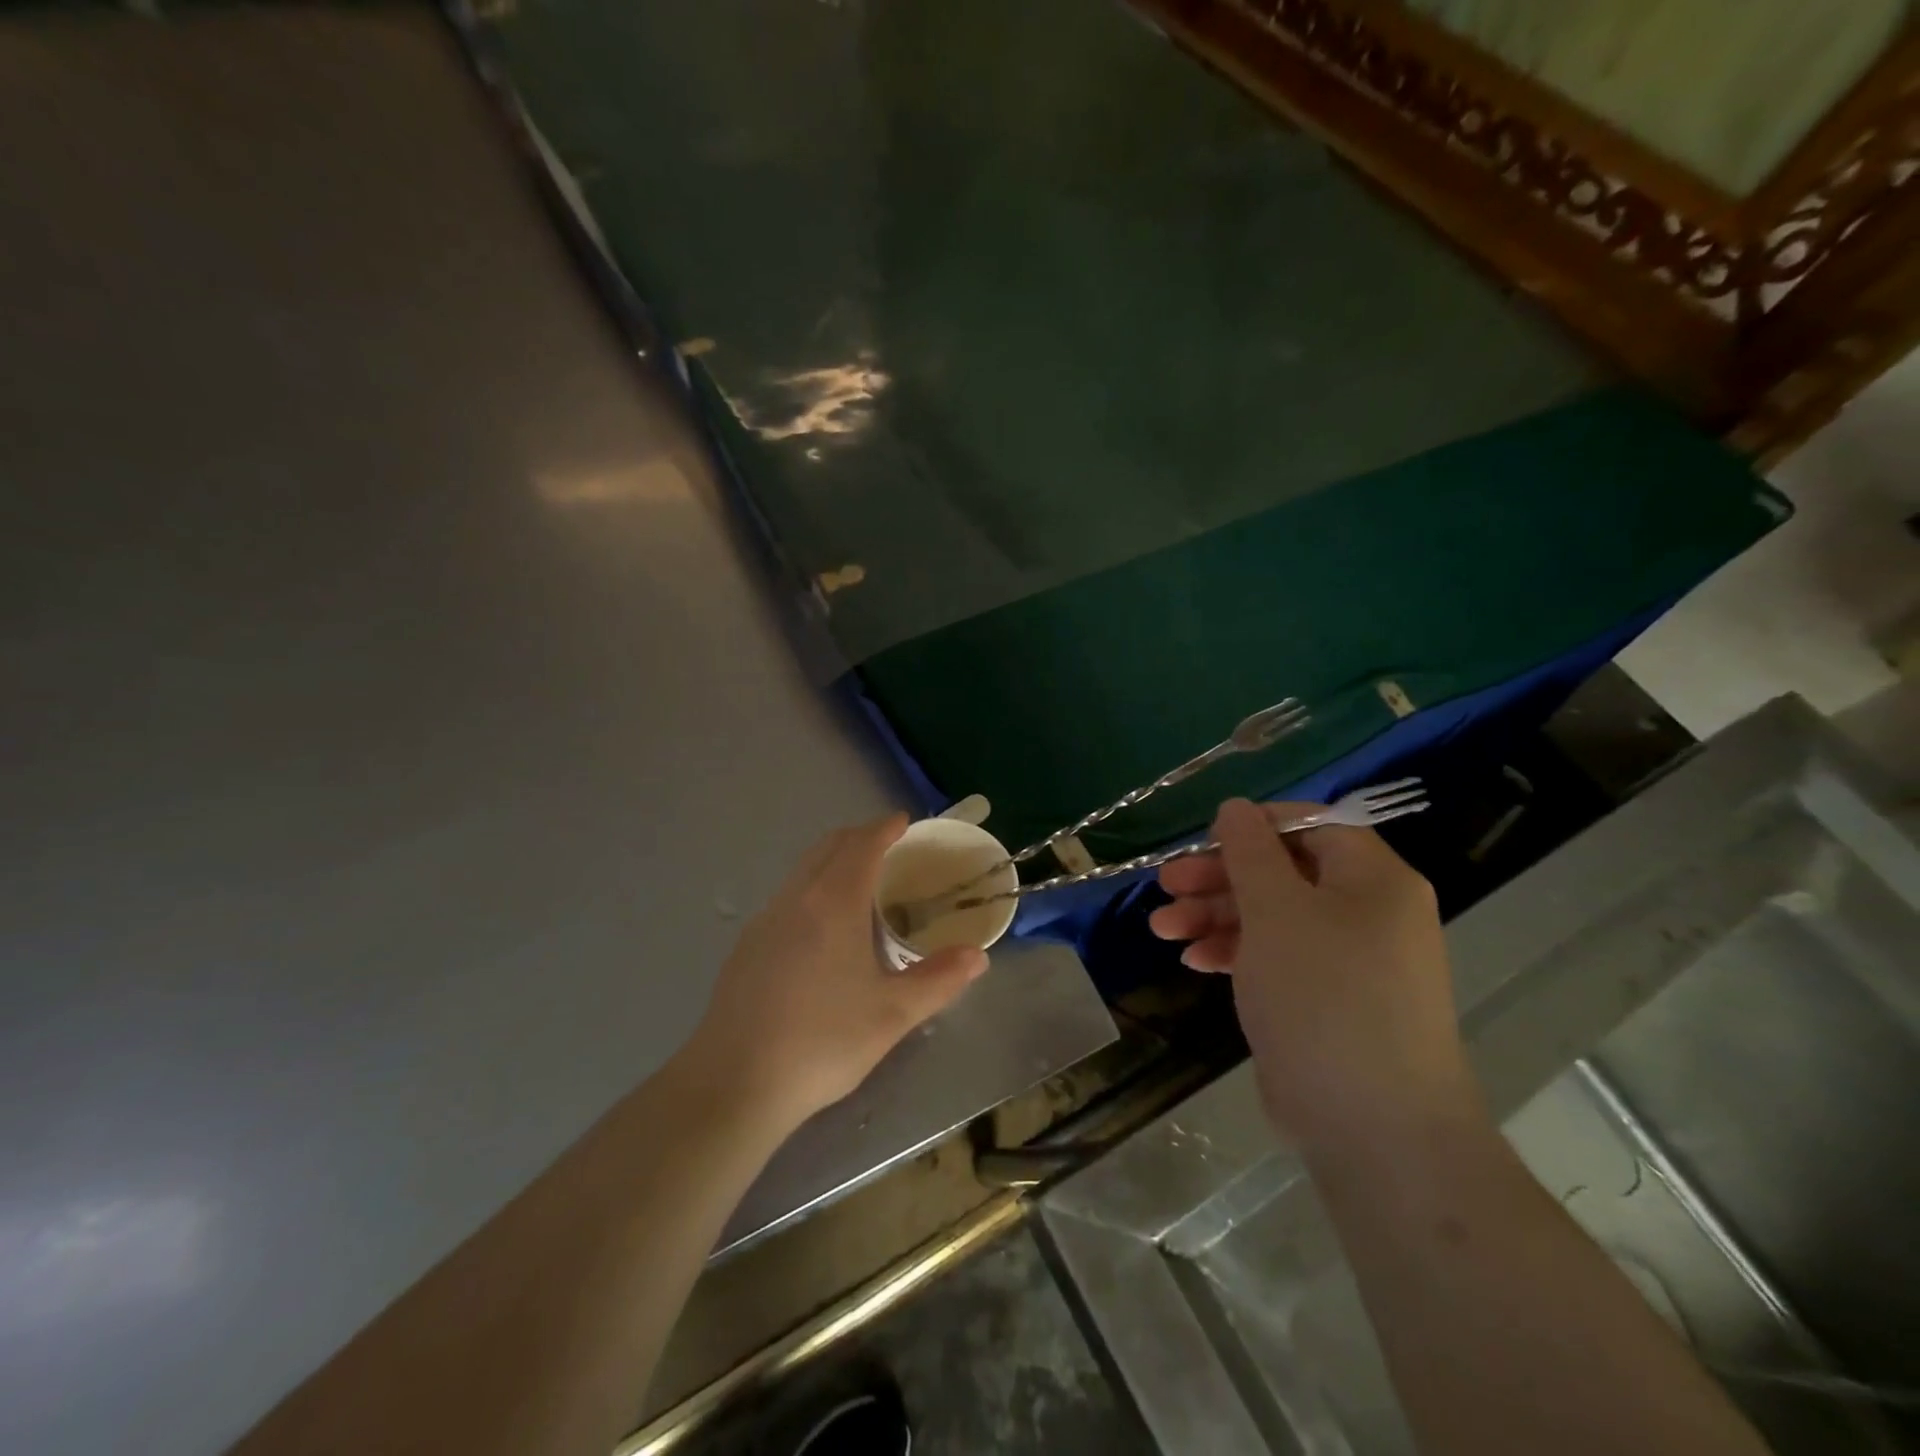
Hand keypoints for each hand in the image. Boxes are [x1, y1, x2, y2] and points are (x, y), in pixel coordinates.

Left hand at [686, 814, 989, 1123]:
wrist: (734, 1083)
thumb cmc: (822, 1041)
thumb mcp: (892, 1014)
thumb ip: (938, 980)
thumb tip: (977, 957)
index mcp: (833, 903)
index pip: (861, 845)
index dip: (884, 829)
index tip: (903, 822)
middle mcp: (795, 899)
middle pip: (828, 847)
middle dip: (859, 837)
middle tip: (888, 846)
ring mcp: (764, 921)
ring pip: (803, 870)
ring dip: (832, 861)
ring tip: (859, 883)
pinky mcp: (745, 947)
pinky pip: (787, 896)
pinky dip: (812, 887)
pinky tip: (822, 928)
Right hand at [1150, 799, 1479, 1151]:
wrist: (1373, 1128)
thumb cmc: (1323, 997)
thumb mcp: (1276, 911)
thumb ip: (1250, 852)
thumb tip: (1235, 807)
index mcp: (1372, 879)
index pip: (1312, 825)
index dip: (1254, 826)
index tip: (1204, 840)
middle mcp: (1367, 912)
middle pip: (1283, 871)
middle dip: (1219, 877)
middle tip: (1166, 885)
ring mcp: (1348, 960)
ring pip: (1272, 916)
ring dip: (1214, 916)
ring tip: (1162, 929)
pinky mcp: (1325, 1000)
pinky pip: (1276, 958)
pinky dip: (1235, 952)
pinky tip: (1193, 961)